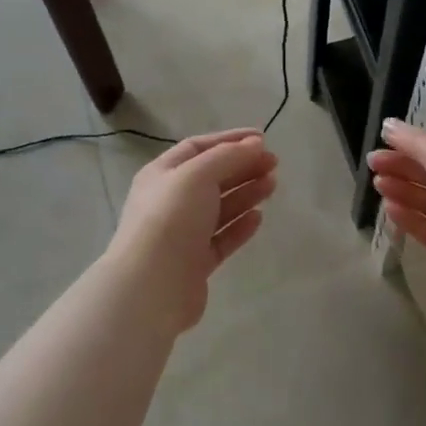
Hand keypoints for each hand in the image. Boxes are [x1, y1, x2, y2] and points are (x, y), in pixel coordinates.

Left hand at [109, 129, 277, 330]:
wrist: (151, 286)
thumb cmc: (171, 219)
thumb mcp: (198, 175)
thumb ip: (228, 156)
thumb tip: (255, 144)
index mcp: (162, 174)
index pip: (198, 148)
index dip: (230, 140)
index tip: (263, 139)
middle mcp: (170, 201)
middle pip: (212, 177)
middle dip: (243, 166)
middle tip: (274, 164)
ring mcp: (182, 233)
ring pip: (220, 207)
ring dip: (246, 193)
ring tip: (272, 185)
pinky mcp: (195, 263)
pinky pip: (222, 238)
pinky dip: (240, 226)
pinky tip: (259, 218)